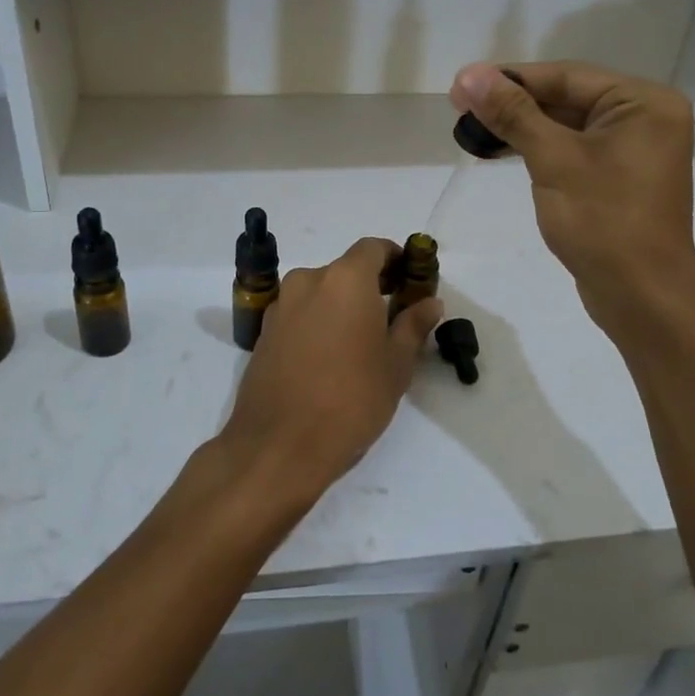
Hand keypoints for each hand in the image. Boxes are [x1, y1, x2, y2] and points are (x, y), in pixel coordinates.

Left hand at [217, 238, 443, 511]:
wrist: (278, 446)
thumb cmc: (350, 400)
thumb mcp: (395, 365)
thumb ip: (413, 325)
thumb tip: (430, 302)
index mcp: (345, 280)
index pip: (373, 248)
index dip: (395, 258)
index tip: (410, 280)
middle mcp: (308, 281)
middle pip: (345, 270)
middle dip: (370, 287)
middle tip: (392, 318)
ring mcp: (281, 306)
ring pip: (320, 293)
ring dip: (342, 306)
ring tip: (361, 344)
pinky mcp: (264, 333)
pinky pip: (300, 314)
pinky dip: (318, 323)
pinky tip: (329, 359)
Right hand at [450, 61, 694, 346]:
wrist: (642, 296)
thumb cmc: (603, 221)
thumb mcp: (554, 160)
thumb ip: (513, 113)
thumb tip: (469, 74)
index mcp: (643, 101)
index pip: (565, 77)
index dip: (509, 78)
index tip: (460, 85)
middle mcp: (644, 117)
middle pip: (566, 97)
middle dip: (513, 103)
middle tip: (460, 107)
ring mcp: (634, 149)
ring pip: (567, 125)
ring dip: (522, 126)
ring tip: (472, 128)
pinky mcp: (619, 177)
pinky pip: (574, 149)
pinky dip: (540, 148)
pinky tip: (503, 150)